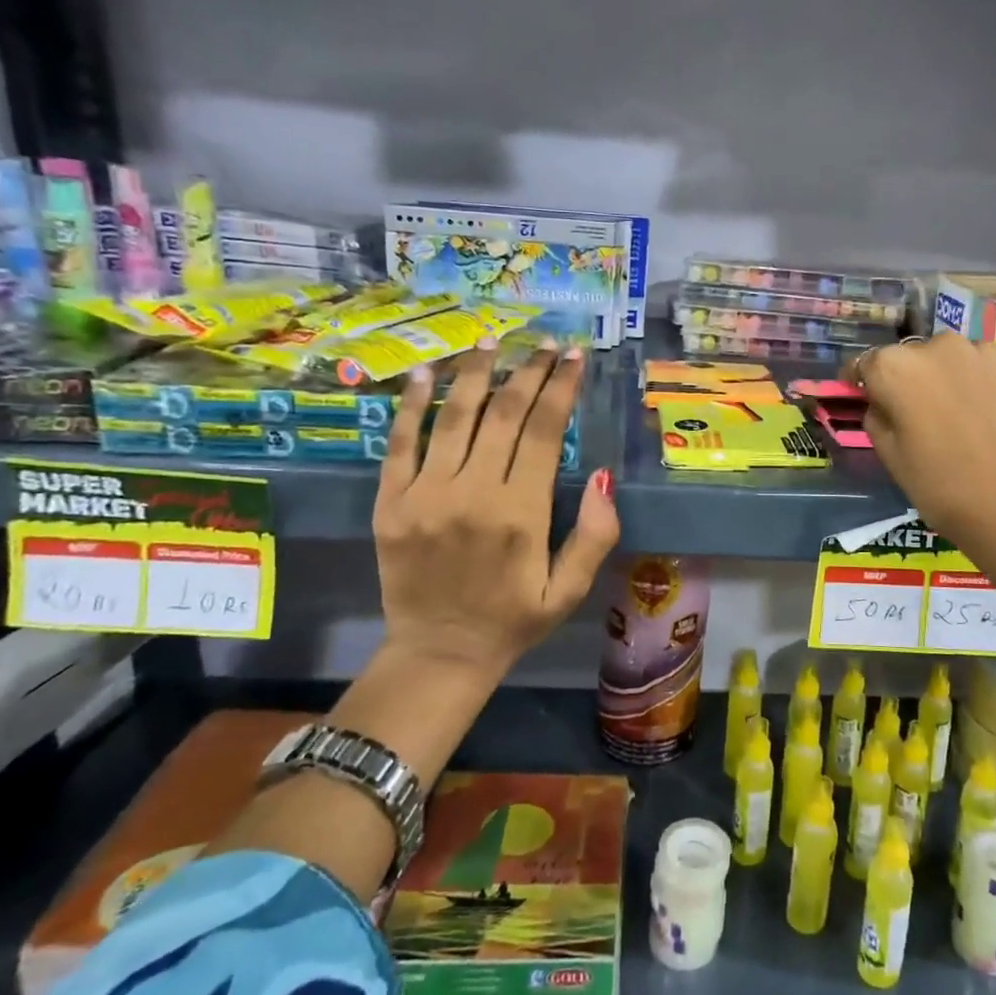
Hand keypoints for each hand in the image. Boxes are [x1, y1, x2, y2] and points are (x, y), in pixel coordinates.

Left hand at [370, 340, 620, 683]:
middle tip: (544, 342)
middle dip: (529, 371)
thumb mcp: (570, 590)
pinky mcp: (390, 503)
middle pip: (503, 414)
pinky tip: (427, 372)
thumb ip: (595, 534)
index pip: (545, 431)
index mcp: (522, 513)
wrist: (439, 653)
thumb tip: (605, 475)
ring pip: (454, 417)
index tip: (573, 356)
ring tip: (491, 340)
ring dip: (476, 373)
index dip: (561, 387)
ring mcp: (425, 495)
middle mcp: (473, 494)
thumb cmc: (514, 620)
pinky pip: (400, 443)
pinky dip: (413, 404)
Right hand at [858, 334, 995, 619]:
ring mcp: (981, 351)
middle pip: (910, 358)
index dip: (862, 383)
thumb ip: (877, 416)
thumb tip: (882, 402)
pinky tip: (988, 416)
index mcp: (894, 367)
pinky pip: (984, 367)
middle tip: (916, 416)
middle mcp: (936, 346)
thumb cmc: (943, 489)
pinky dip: (980, 383)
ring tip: (957, 417)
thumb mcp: (890, 457)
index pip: (865, 364)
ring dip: (946, 378)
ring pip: (950, 360)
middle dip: (907, 380)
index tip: (864, 398)